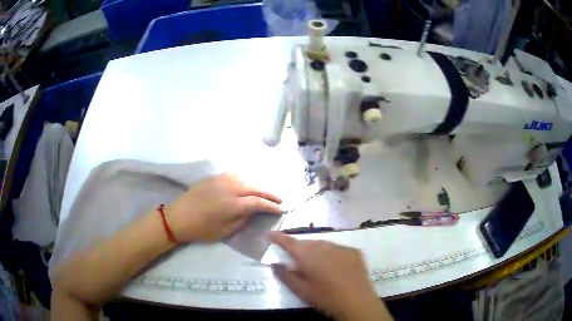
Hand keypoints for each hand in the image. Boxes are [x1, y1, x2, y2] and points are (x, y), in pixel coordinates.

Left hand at [167, 174, 281, 242]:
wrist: (178, 217)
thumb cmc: (201, 229)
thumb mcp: (224, 231)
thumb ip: (242, 220)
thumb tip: (253, 211)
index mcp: (231, 205)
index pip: (257, 202)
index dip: (271, 206)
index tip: (280, 209)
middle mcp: (229, 188)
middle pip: (254, 187)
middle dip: (269, 193)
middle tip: (279, 199)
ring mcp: (220, 180)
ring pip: (245, 178)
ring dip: (258, 184)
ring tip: (265, 191)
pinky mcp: (213, 177)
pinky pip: (234, 174)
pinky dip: (245, 178)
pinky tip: (248, 183)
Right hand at [270, 232, 391, 320]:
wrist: (357, 301)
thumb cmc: (325, 298)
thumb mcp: (301, 290)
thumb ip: (285, 275)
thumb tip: (275, 264)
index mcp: (307, 255)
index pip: (288, 241)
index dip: (277, 237)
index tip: (268, 234)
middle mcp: (324, 246)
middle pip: (306, 243)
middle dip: (299, 249)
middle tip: (297, 262)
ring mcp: (341, 247)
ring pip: (323, 245)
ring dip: (316, 251)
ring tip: (317, 266)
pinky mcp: (354, 252)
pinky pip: (338, 249)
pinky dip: (332, 255)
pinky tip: (335, 268)